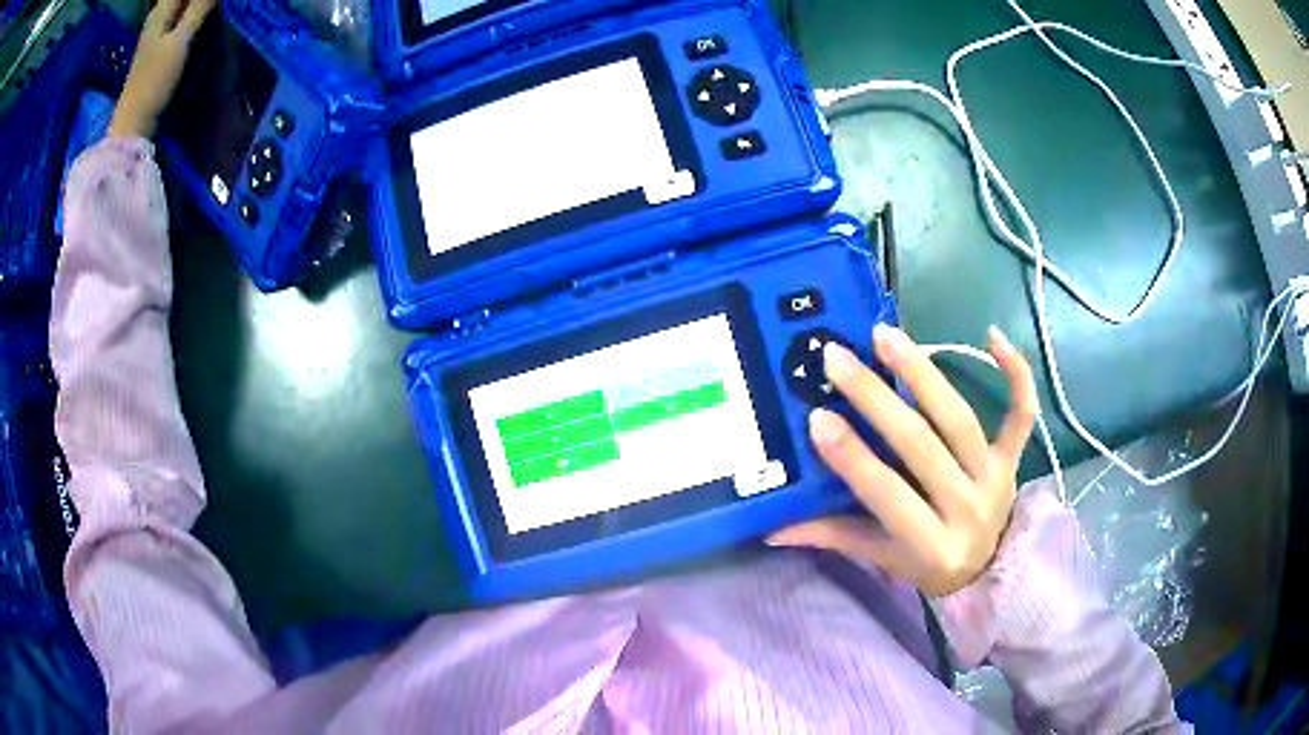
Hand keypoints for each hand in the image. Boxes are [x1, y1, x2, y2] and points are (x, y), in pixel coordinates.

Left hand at [108, 0, 216, 138]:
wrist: (132, 122)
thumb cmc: (154, 81)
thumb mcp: (180, 41)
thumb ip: (199, 7)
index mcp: (161, 10)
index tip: (213, 1)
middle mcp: (157, 16)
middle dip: (196, 1)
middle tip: (213, 6)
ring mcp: (155, 32)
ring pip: (178, 6)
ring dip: (194, 6)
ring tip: (209, 9)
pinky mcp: (157, 46)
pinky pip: (177, 17)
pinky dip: (189, 13)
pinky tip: (199, 16)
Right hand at [768, 325, 1037, 596]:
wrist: (990, 571)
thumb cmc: (927, 564)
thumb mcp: (881, 557)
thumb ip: (833, 536)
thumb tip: (771, 527)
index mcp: (929, 543)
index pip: (887, 494)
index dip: (853, 457)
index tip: (818, 417)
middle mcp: (966, 508)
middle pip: (922, 446)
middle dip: (877, 400)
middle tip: (838, 357)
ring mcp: (994, 478)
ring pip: (961, 419)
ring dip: (924, 374)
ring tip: (887, 337)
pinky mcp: (1013, 458)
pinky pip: (1021, 414)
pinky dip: (1016, 375)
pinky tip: (992, 335)